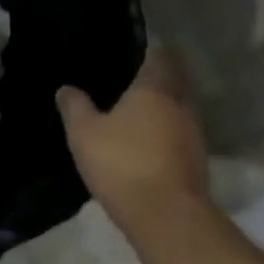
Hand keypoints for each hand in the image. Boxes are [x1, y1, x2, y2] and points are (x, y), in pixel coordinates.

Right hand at [57, 48, 209, 235]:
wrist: (165, 214)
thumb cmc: (122, 164)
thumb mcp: (84, 134)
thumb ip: (75, 108)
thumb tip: (66, 88)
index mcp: (155, 87)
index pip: (159, 55)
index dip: (148, 50)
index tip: (133, 52)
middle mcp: (181, 103)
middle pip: (173, 80)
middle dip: (156, 78)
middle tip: (131, 80)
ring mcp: (194, 132)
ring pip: (178, 108)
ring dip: (163, 108)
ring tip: (137, 112)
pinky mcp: (197, 158)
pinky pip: (179, 133)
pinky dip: (166, 132)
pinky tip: (148, 142)